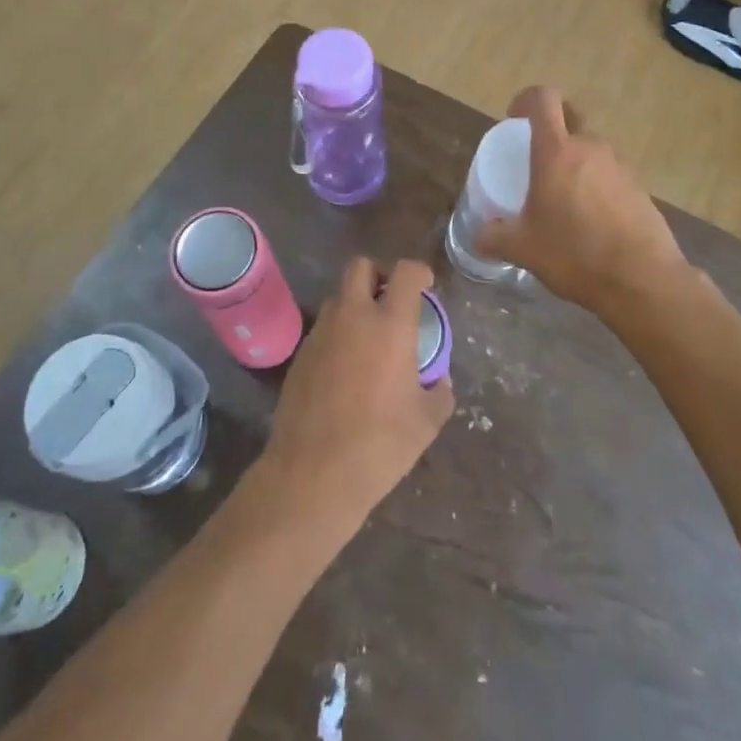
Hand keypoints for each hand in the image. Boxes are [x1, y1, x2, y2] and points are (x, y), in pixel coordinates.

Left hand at [259, 259, 453, 538]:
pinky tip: (346, 367)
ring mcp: (321, 333)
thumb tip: (439, 382)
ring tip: (369, 337)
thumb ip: (439, 393)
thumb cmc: (379, 444)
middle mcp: (353, 317)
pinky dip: (338, 333)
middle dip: (379, 274)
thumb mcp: (426, 422)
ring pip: (338, 296)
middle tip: (392, 301)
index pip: (405, 272)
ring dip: (356, 304)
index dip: (419, 272)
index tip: (426, 286)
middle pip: (361, 266)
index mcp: (390, 325)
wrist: (312, 473)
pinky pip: (323, 327)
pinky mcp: (300, 354)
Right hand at [476, 88, 688, 319]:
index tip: (514, 120)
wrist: (642, 280)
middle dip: (552, 127)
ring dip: (575, 159)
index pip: (543, 99)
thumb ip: (495, 238)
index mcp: (557, 151)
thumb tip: (480, 236)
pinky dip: (596, 184)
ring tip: (563, 195)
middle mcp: (591, 148)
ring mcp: (620, 166)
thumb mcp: (523, 249)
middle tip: (537, 157)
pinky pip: (611, 174)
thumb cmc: (574, 254)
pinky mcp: (640, 188)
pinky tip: (590, 218)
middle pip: (571, 117)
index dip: (526, 100)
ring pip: (592, 148)